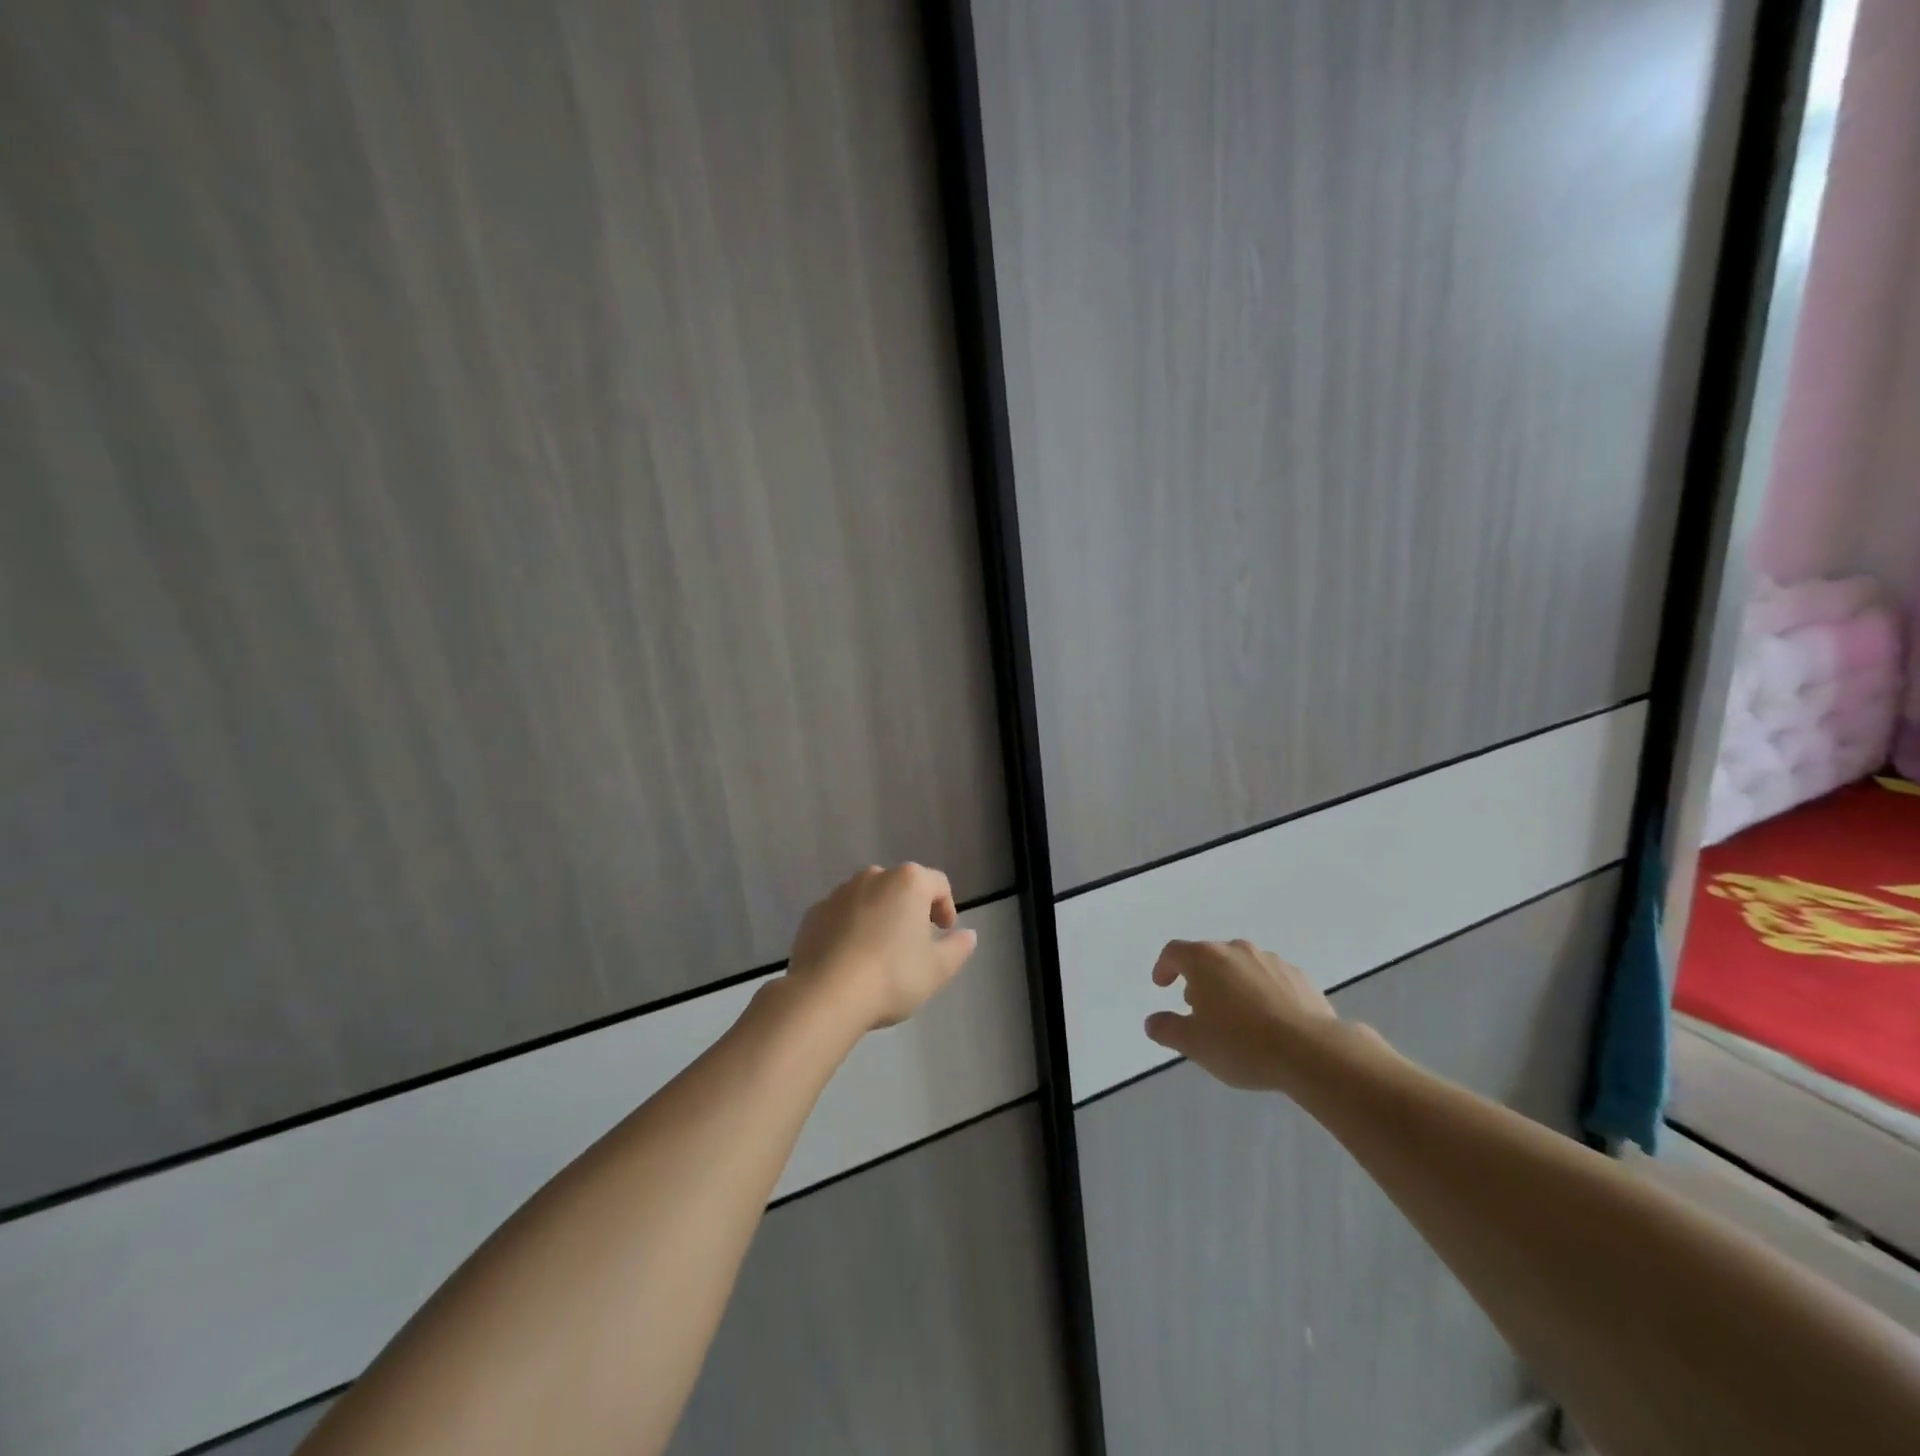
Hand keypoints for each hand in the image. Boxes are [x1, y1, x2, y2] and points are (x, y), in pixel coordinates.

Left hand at [786, 864, 978, 1030]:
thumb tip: (968, 935)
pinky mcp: (813, 914)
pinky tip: (851, 959)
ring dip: (879, 917)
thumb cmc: (892, 976)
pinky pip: (841, 915)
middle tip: (915, 942)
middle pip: (901, 886)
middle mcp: (873, 877)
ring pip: (869, 898)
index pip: (938, 883)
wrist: (825, 994)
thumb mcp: (938, 969)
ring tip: (881, 952)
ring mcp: (839, 893)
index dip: (946, 906)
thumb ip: (958, 948)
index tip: (945, 932)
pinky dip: (851, 928)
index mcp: (908, 882)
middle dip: (910, 909)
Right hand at [1144, 939, 1338, 1089]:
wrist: (1312, 1052)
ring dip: (1231, 984)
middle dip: (1199, 979)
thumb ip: (1167, 1029)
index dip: (1164, 967)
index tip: (1161, 985)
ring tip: (1235, 1017)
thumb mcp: (1194, 1044)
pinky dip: (1261, 992)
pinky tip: (1268, 1020)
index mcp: (1205, 959)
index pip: (1174, 952)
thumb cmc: (1241, 1044)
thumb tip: (1152, 1022)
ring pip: (1241, 966)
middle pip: (1209, 957)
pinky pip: (1270, 979)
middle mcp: (1236, 950)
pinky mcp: (1300, 976)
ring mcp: (1271, 960)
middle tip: (1198, 1008)